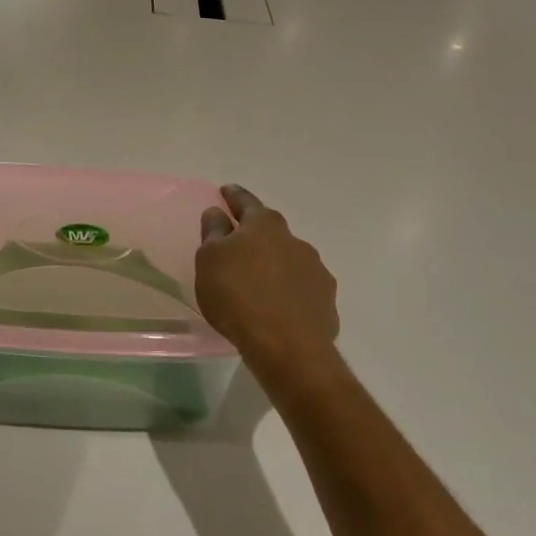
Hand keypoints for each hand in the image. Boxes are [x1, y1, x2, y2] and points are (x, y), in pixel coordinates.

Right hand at [196, 185, 338, 376]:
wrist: (286, 344)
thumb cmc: (237, 295)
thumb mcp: (210, 260)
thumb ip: (213, 232)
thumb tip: (218, 212)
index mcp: (264, 226)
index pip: (246, 202)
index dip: (233, 196)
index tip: (226, 190)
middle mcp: (294, 241)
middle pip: (271, 230)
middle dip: (256, 233)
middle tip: (240, 240)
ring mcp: (315, 270)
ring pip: (290, 259)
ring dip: (275, 263)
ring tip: (259, 280)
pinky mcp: (326, 300)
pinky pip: (302, 288)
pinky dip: (289, 291)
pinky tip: (279, 306)